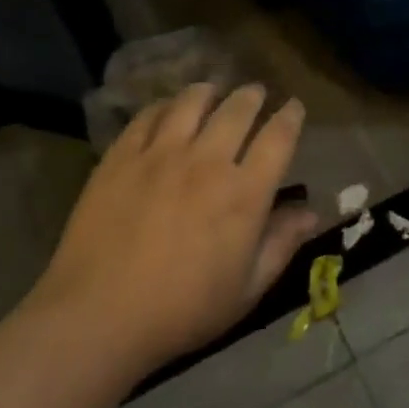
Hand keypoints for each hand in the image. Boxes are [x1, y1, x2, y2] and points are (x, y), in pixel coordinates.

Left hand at [27, 83, 318, 375]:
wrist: (98, 317)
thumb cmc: (182, 311)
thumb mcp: (246, 290)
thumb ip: (281, 244)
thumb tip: (311, 212)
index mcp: (244, 193)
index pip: (278, 138)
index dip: (291, 116)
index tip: (294, 107)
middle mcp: (208, 161)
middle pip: (238, 109)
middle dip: (253, 96)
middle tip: (256, 93)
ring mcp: (161, 154)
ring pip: (192, 101)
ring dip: (209, 91)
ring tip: (212, 90)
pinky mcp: (122, 156)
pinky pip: (148, 116)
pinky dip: (164, 106)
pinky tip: (166, 110)